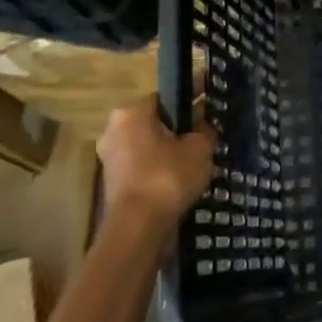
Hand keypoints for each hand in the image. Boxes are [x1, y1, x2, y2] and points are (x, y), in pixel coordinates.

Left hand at [96, 101, 216, 241]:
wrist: (138, 227)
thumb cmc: (168, 177)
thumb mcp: (199, 148)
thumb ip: (204, 129)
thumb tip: (204, 123)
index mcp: (132, 112)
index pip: (168, 95)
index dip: (193, 94)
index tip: (212, 95)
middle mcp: (114, 128)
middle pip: (156, 119)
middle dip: (180, 123)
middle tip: (208, 128)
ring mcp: (110, 155)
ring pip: (149, 141)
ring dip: (170, 145)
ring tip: (198, 153)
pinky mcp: (112, 179)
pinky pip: (143, 161)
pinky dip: (160, 163)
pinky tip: (181, 172)